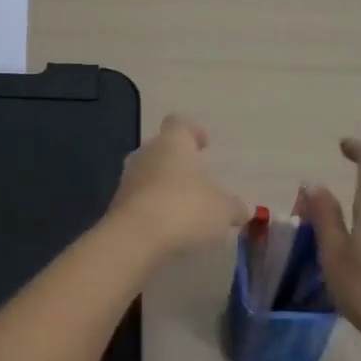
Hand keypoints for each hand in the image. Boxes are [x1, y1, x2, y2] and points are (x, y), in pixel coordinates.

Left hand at [110, 114, 248, 257]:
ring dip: (164, 188)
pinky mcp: (117, 206)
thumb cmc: (185, 208)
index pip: (179, 123)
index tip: (204, 144)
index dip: (192, 130)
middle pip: (162, 149)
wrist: (135, 238)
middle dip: (178, 163)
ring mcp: (128, 179)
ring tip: (185, 210)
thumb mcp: (223, 209)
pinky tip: (168, 229)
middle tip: (197, 181)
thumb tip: (242, 209)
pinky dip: (153, 210)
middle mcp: (146, 154)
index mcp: (172, 142)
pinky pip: (140, 201)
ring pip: (149, 175)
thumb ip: (234, 206)